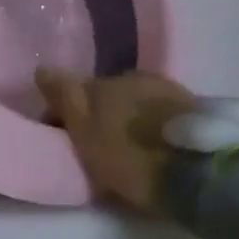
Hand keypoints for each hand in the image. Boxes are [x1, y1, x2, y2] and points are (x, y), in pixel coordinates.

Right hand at [35, 69, 199, 213]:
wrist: (196, 170)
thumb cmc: (131, 157)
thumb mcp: (87, 134)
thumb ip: (64, 99)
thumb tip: (41, 68)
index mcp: (102, 83)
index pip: (74, 91)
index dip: (63, 112)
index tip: (61, 134)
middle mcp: (130, 76)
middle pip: (105, 93)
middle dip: (97, 111)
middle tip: (96, 141)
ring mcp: (162, 87)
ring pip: (132, 98)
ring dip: (125, 114)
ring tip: (127, 142)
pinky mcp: (188, 104)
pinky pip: (157, 108)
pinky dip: (150, 119)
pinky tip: (153, 139)